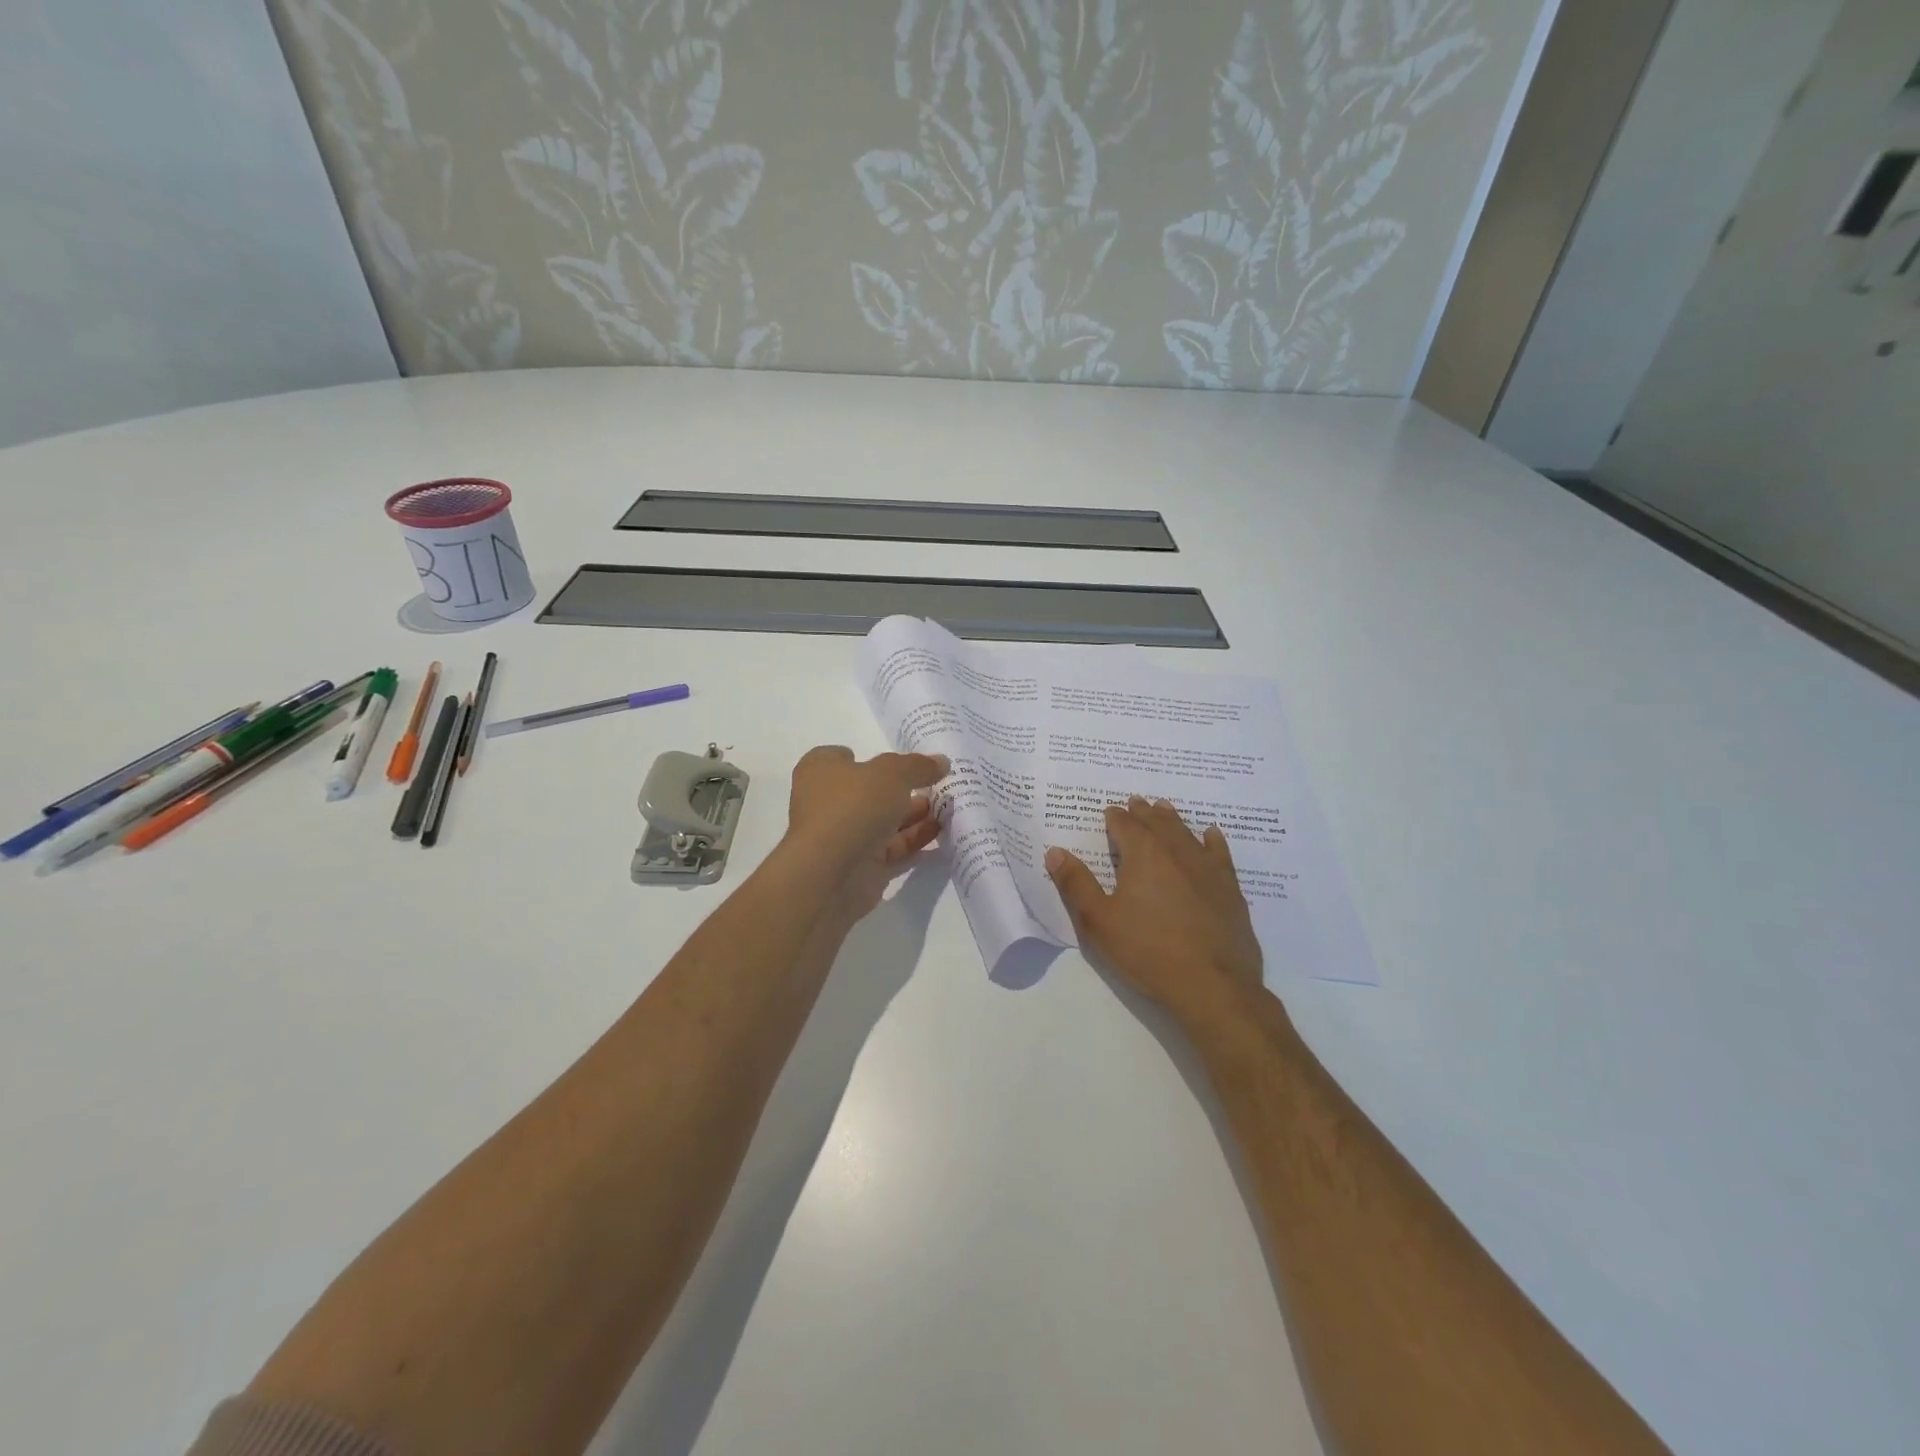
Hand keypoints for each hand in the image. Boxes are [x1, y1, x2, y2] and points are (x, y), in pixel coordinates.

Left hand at [784, 746, 948, 921]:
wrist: (831, 874)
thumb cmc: (854, 807)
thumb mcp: (892, 773)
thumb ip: (918, 766)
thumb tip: (941, 762)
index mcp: (822, 770)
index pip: (842, 757)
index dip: (870, 757)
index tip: (900, 761)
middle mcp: (829, 801)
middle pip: (870, 789)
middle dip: (903, 787)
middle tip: (938, 784)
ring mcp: (844, 834)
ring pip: (884, 819)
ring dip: (914, 813)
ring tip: (948, 807)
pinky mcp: (861, 864)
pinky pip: (893, 847)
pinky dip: (915, 839)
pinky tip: (941, 832)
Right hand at [1047, 798, 1263, 1027]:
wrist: (1212, 985)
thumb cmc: (1147, 951)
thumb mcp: (1099, 921)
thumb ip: (1076, 884)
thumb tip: (1055, 852)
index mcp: (1143, 854)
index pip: (1125, 825)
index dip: (1115, 817)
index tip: (1109, 812)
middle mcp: (1177, 852)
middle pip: (1158, 823)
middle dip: (1143, 812)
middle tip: (1136, 801)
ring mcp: (1207, 869)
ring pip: (1187, 833)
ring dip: (1173, 820)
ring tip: (1164, 808)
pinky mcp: (1229, 890)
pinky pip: (1220, 854)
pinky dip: (1213, 841)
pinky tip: (1211, 835)